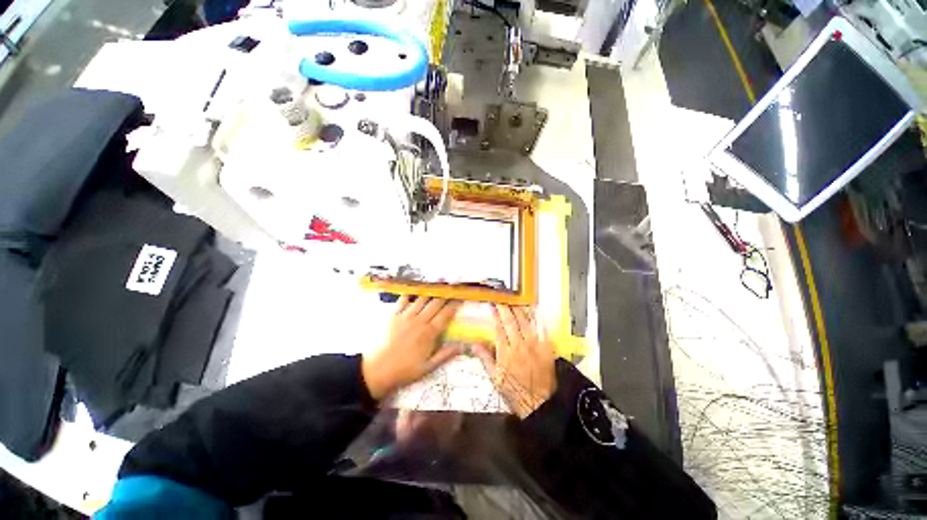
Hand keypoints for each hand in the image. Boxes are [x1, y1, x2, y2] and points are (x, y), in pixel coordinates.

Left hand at [362, 296, 461, 400]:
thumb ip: (445, 355)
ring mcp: (406, 316)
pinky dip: (409, 295)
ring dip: (430, 292)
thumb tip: (462, 346)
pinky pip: (403, 300)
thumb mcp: (428, 367)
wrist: (376, 370)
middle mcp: (419, 320)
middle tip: (451, 289)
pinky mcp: (393, 315)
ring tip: (436, 286)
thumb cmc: (404, 370)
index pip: (445, 314)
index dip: (454, 305)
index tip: (460, 298)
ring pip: (421, 299)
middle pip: (435, 303)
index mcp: (429, 333)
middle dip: (445, 295)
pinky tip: (413, 292)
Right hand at [474, 305, 556, 418]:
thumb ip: (485, 359)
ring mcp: (534, 345)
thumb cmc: (515, 391)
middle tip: (502, 297)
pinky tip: (533, 308)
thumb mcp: (496, 378)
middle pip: (511, 322)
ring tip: (513, 299)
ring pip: (524, 322)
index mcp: (505, 353)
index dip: (495, 315)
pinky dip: (536, 317)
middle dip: (505, 307)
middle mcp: (519, 346)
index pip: (499, 328)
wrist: (540, 402)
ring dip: (518, 309)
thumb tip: (474, 344)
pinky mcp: (546, 347)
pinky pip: (541, 328)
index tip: (492, 305)